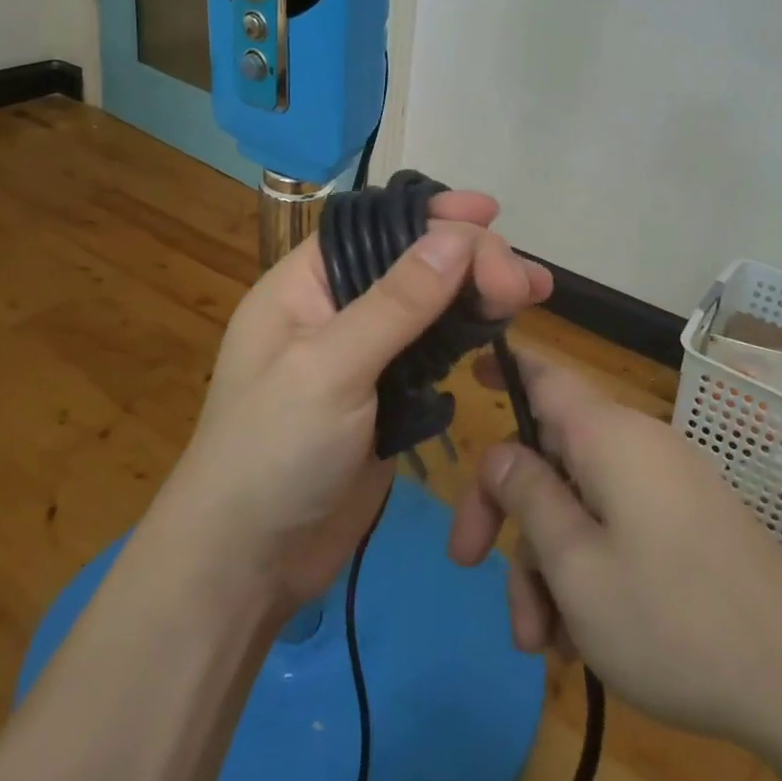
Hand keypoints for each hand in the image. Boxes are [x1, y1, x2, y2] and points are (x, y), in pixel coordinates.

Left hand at [165, 191, 551, 609]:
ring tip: (533, 291)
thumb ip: (397, 303)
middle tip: (522, 281)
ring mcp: (364, 354)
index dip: (431, 215)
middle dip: (469, 258)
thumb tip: (458, 237)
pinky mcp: (388, 395)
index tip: (491, 214)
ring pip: (430, 304)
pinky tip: (502, 329)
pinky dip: (469, 335)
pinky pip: (435, 350)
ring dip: (478, 293)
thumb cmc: (272, 454)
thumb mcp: (330, 370)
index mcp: (304, 285)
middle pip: (411, 262)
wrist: (248, 566)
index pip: (375, 228)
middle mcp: (335, 308)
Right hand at [447, 354, 781, 747]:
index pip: (544, 375)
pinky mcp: (687, 525)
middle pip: (550, 457)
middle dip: (509, 515)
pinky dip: (589, 574)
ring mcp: (666, 487)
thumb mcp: (576, 565)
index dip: (503, 368)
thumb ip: (528, 497)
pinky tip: (582, 642)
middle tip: (470, 566)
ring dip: (548, 566)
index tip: (468, 376)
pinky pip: (617, 530)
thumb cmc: (672, 619)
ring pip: (580, 506)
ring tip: (545, 645)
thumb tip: (500, 450)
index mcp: (608, 436)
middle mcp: (636, 447)